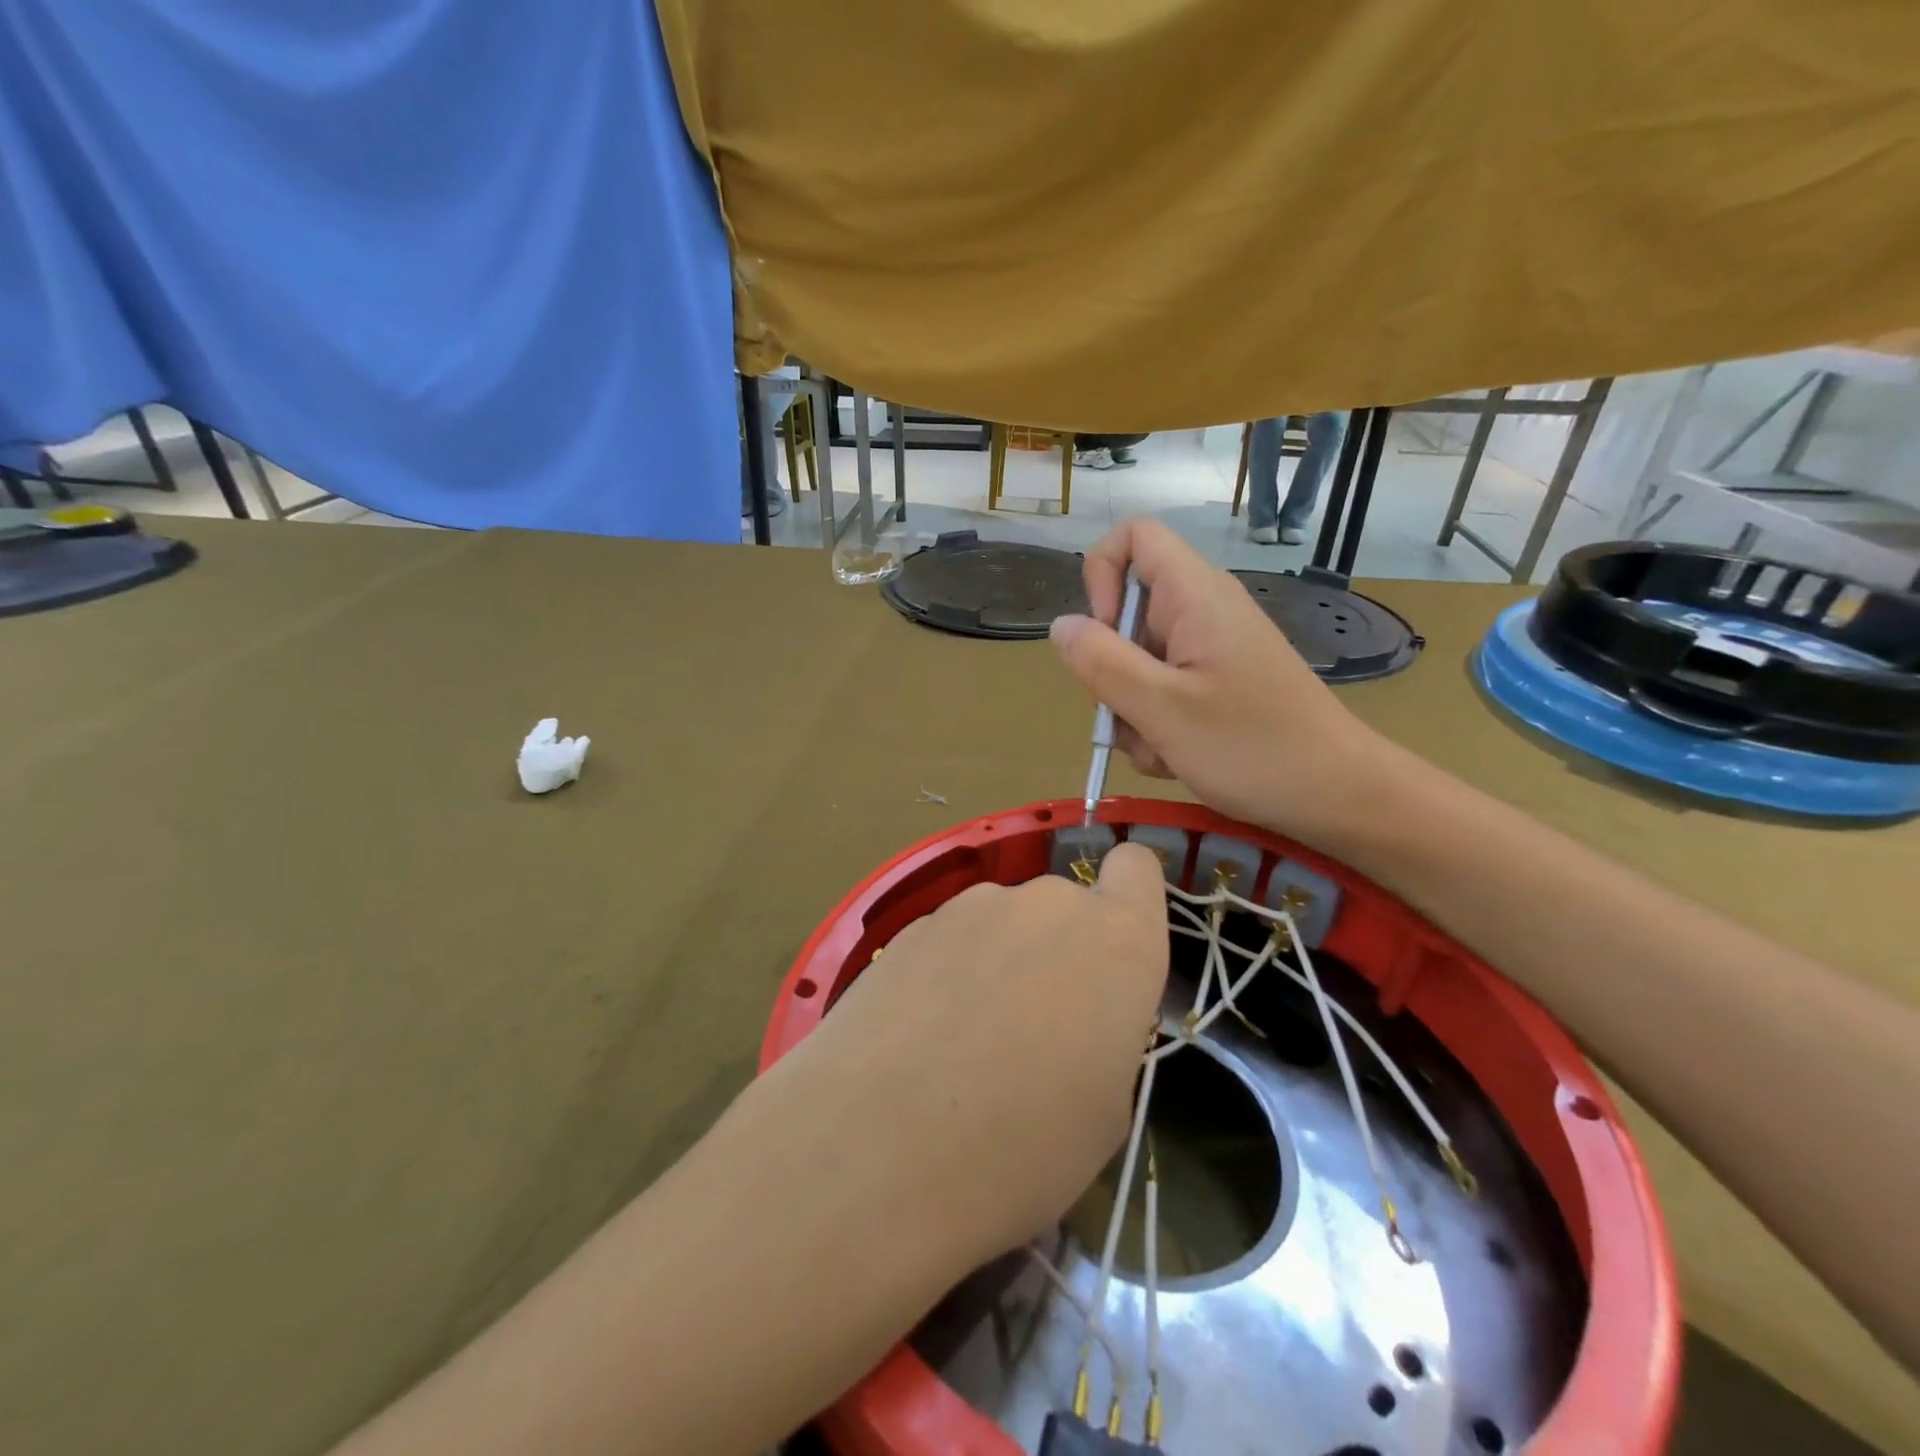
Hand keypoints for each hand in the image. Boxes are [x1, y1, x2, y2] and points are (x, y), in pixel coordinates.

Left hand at [777, 843, 1168, 1262]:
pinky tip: (919, 1037)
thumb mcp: (1105, 1113)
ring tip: (964, 1042)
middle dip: (1060, 952)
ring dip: (1001, 961)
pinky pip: (952, 939)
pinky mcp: (910, 924)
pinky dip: (949, 973)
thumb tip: (1075, 1019)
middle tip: (1035, 1031)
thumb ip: (1105, 1033)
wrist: (874, 1147)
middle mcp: (1047, 903)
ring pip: (1005, 922)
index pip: (1138, 868)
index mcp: (1116, 941)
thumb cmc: (1021, 1148)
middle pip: (1066, 907)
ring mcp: (971, 906)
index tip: (1114, 957)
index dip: (1130, 900)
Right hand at [1049, 517, 1398, 846]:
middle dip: (1112, 668)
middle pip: (1126, 611)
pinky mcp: (1218, 683)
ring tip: (1159, 748)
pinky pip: (1164, 688)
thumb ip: (1102, 663)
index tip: (1101, 634)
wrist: (1338, 795)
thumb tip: (1061, 626)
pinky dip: (1157, 722)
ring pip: (1140, 660)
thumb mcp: (1161, 709)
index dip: (1100, 575)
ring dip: (1132, 708)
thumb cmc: (1252, 747)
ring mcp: (1211, 650)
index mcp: (1195, 596)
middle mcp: (1202, 611)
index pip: (1133, 537)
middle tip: (1128, 713)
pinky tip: (1175, 756)